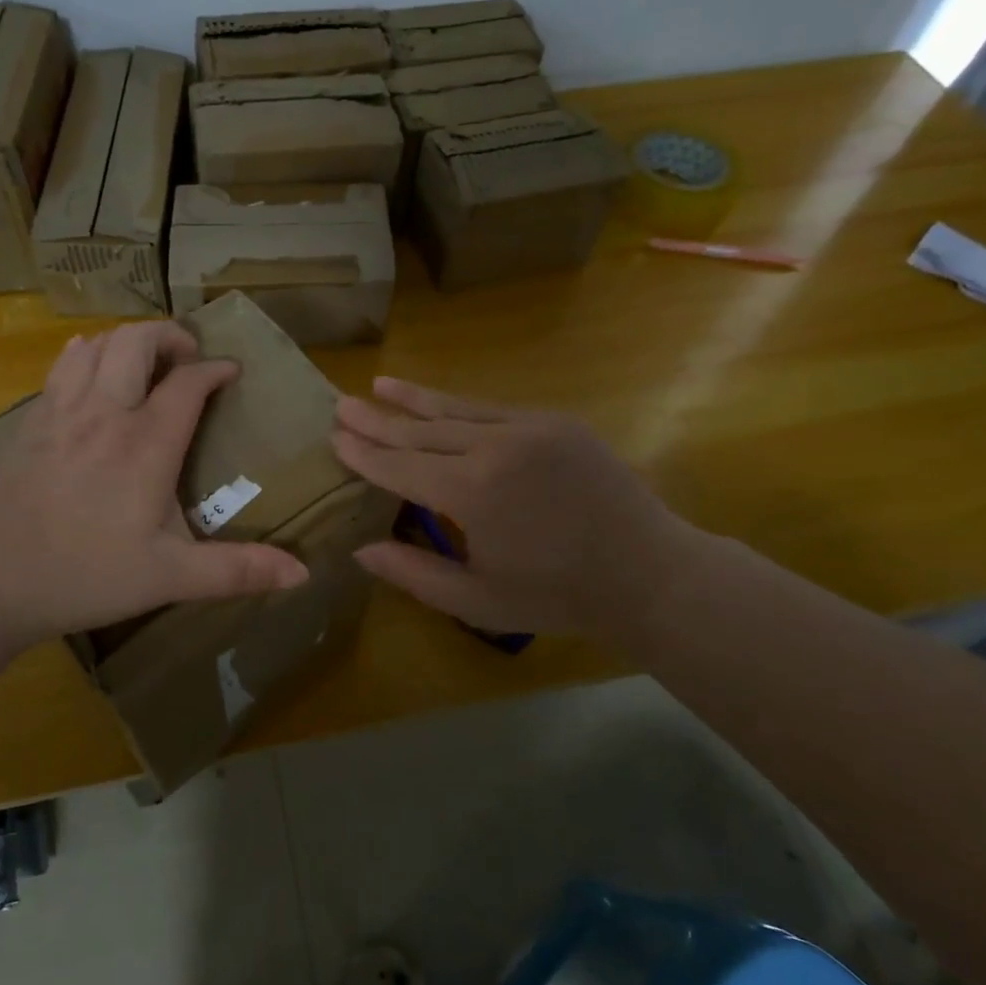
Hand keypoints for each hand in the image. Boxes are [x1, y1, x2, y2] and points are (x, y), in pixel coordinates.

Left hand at [0, 321, 308, 647]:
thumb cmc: (88, 576)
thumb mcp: (171, 578)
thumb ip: (237, 571)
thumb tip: (302, 574)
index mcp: (146, 445)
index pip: (188, 383)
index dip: (215, 369)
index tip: (232, 372)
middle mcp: (105, 413)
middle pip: (137, 341)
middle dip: (171, 336)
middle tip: (189, 357)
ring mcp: (63, 412)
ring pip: (98, 345)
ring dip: (128, 341)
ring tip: (146, 362)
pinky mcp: (33, 421)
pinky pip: (62, 365)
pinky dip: (86, 354)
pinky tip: (92, 368)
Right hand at [332, 377, 699, 643]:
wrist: (650, 573)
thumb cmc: (559, 595)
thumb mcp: (479, 600)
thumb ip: (415, 574)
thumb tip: (360, 549)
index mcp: (472, 492)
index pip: (401, 466)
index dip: (365, 454)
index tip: (335, 438)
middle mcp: (495, 447)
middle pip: (422, 430)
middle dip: (379, 419)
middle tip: (342, 404)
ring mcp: (528, 428)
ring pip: (457, 409)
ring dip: (414, 398)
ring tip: (380, 383)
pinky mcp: (555, 422)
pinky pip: (493, 409)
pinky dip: (458, 405)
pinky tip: (438, 401)